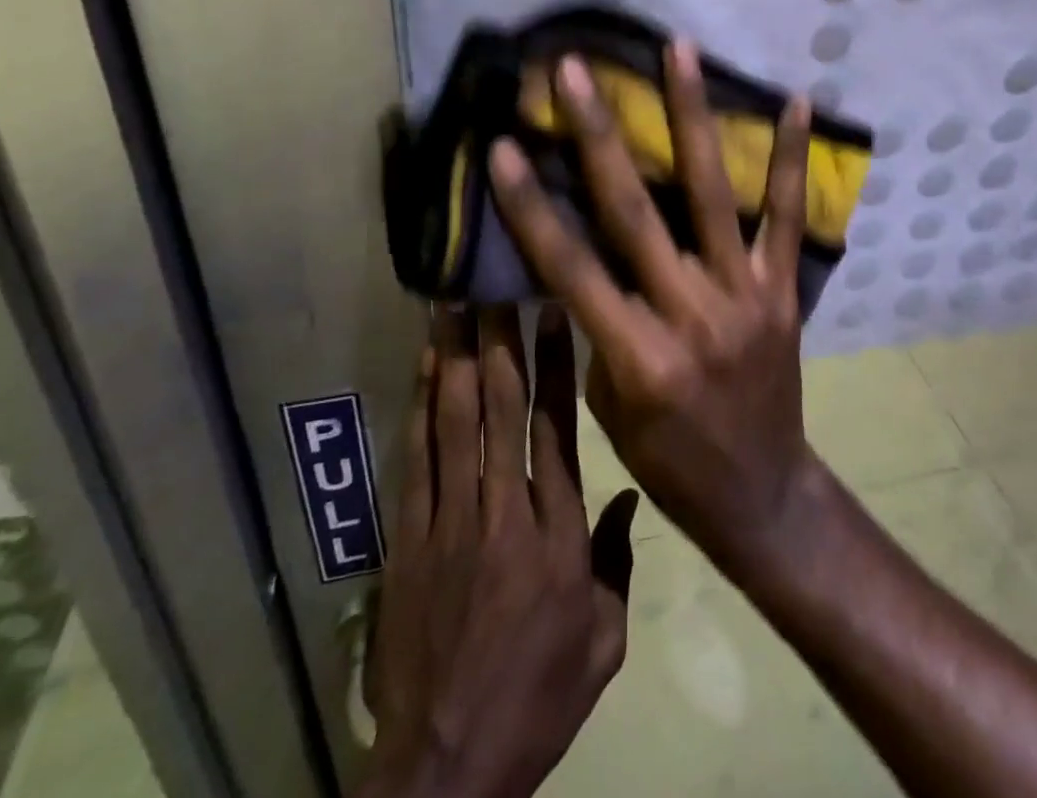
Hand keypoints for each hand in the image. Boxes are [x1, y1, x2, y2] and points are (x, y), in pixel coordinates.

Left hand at [362, 307, 639, 797]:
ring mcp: (449, 522)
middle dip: (501, 341)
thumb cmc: (537, 699)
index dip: (554, 365)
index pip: (557, 429)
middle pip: (502, 410)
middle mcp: (503, 513)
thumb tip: (628, 493)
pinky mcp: (408, 539)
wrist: (445, 767)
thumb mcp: (603, 642)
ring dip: (458, 358)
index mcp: (558, 535)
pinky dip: (421, 407)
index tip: (552, 313)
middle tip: (497, 285)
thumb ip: (617, 561)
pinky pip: (416, 459)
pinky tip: (427, 367)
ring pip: (455, 422)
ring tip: (456, 305)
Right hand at [486, 43, 820, 581]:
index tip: (502, 143)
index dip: (531, 205)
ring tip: (680, 49)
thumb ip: (597, 325)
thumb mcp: (609, 406)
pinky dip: (791, 159)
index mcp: (638, 355)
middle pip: (635, 212)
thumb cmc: (670, 461)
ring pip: (713, 193)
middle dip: (598, 135)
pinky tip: (795, 101)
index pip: (571, 266)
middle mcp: (691, 313)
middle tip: (575, 68)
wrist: (761, 494)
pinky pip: (788, 217)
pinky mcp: (784, 289)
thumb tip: (579, 254)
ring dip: (692, 117)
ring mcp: (745, 294)